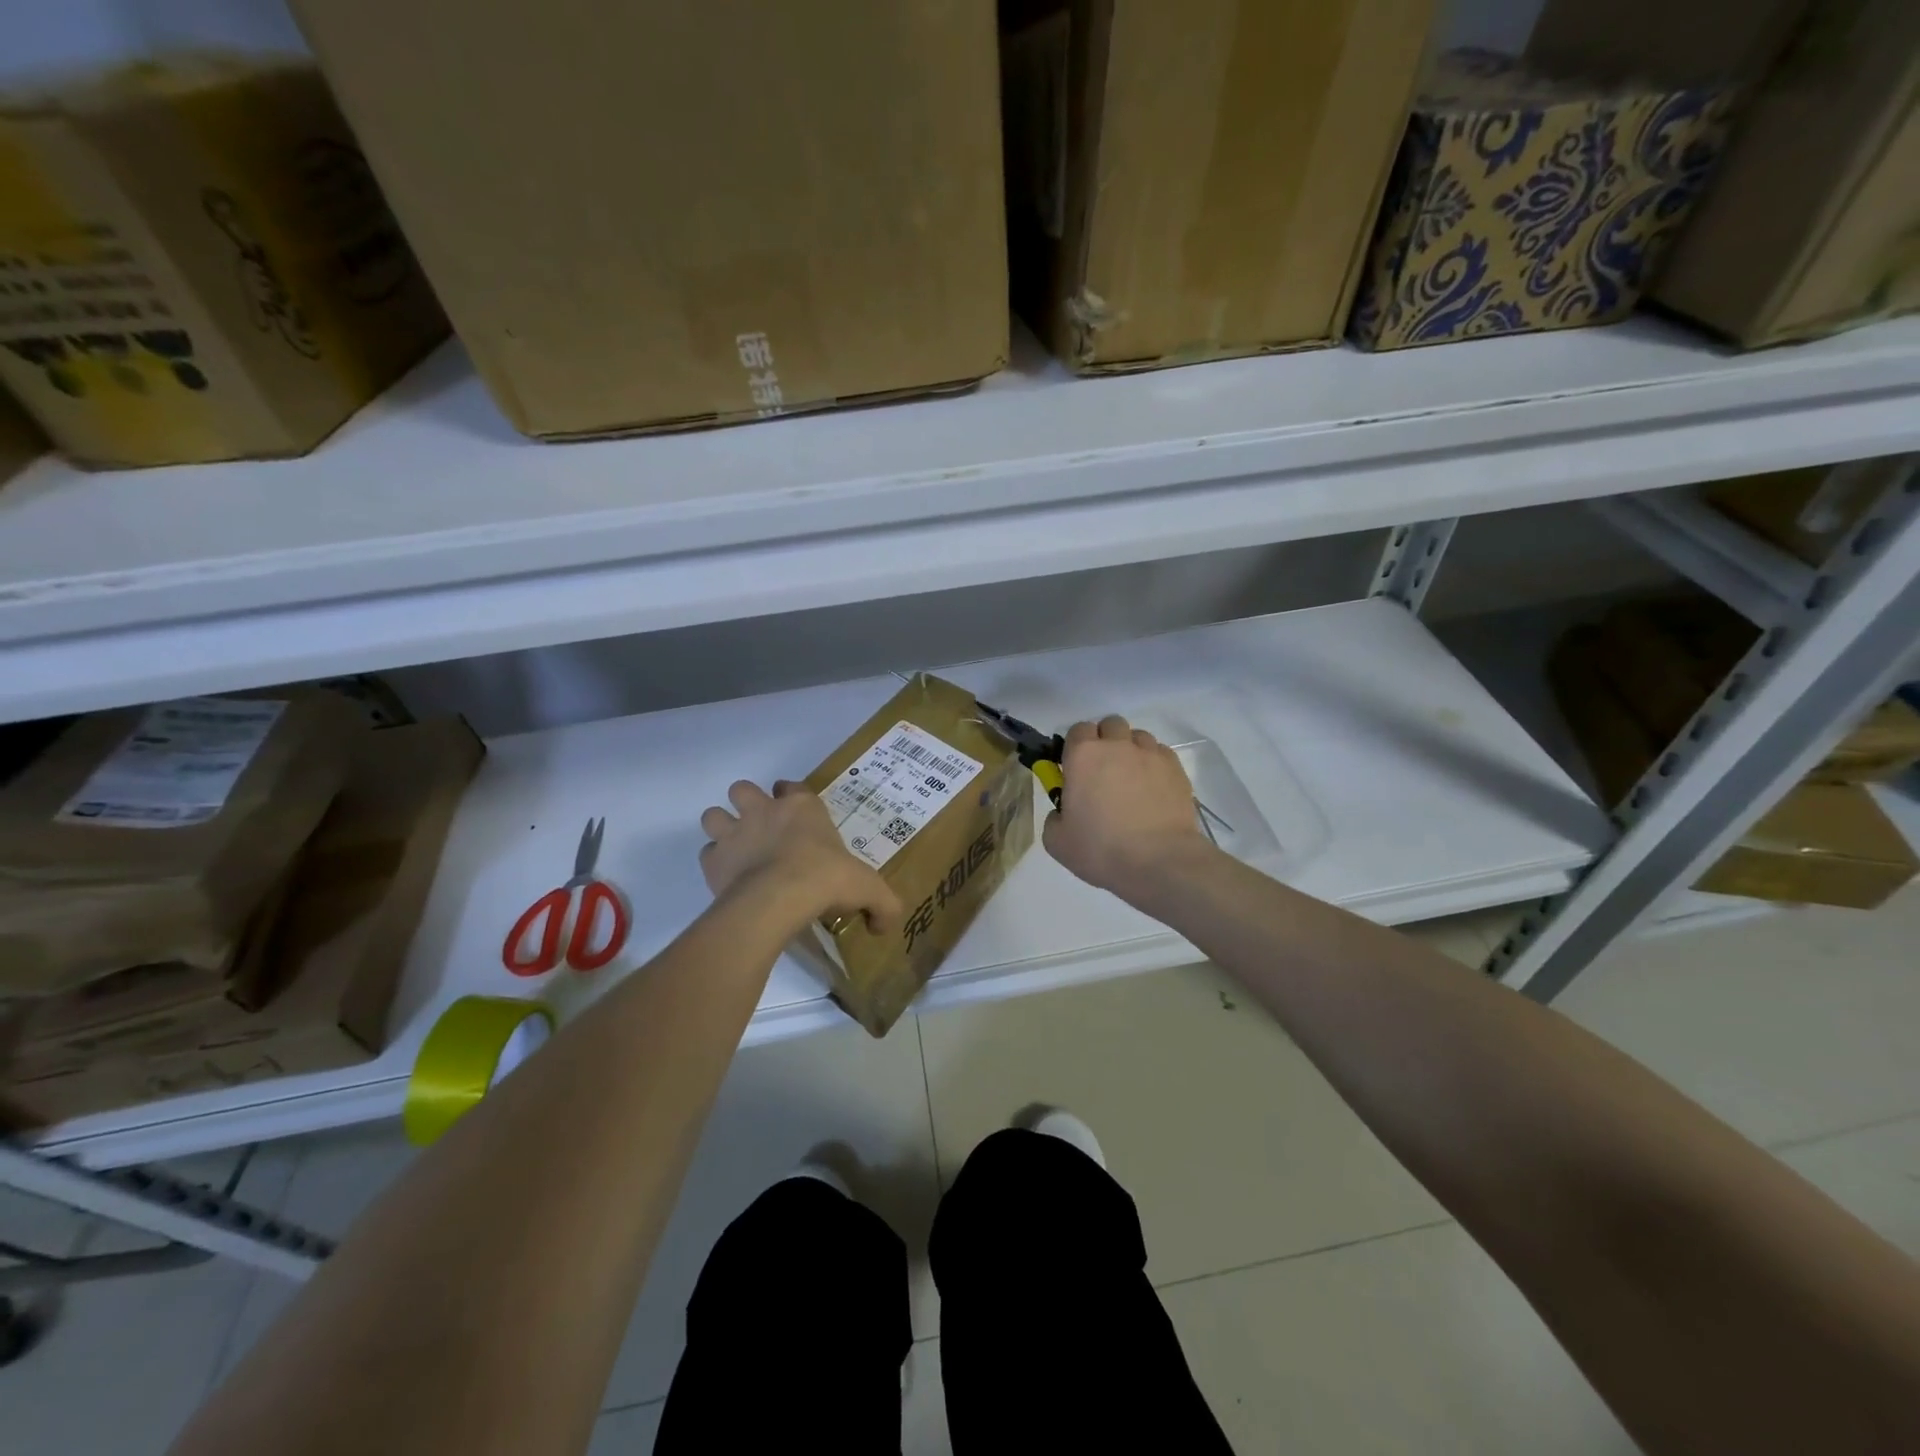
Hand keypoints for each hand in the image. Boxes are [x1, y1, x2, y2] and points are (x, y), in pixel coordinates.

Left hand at [700, 780, 903, 935]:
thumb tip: (886, 925)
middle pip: (743, 789)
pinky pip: (707, 854)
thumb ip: (882, 904)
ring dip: (722, 827)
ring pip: (714, 814)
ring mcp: (734, 832)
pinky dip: (715, 863)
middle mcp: (764, 810)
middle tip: (761, 828)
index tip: (796, 815)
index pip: (791, 785)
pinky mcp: (713, 860)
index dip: (790, 795)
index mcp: (802, 806)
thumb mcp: (868, 889)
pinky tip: (729, 878)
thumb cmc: (826, 879)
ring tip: (737, 849)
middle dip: (747, 803)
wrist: (779, 898)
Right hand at [1042, 716, 1214, 898]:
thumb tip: (1064, 811)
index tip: (1076, 769)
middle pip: (1110, 725)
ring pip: (1138, 737)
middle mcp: (1117, 745)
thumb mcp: (1057, 841)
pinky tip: (1153, 789)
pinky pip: (1160, 753)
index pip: (1077, 730)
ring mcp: (1150, 754)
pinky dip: (1154, 764)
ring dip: (1131, 750)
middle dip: (1105, 741)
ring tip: (1131, 780)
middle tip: (1103, 772)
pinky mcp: (1176, 769)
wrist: (1159, 861)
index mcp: (1083, 755)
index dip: (1076, 747)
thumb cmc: (1101, 849)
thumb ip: (1054, 817)